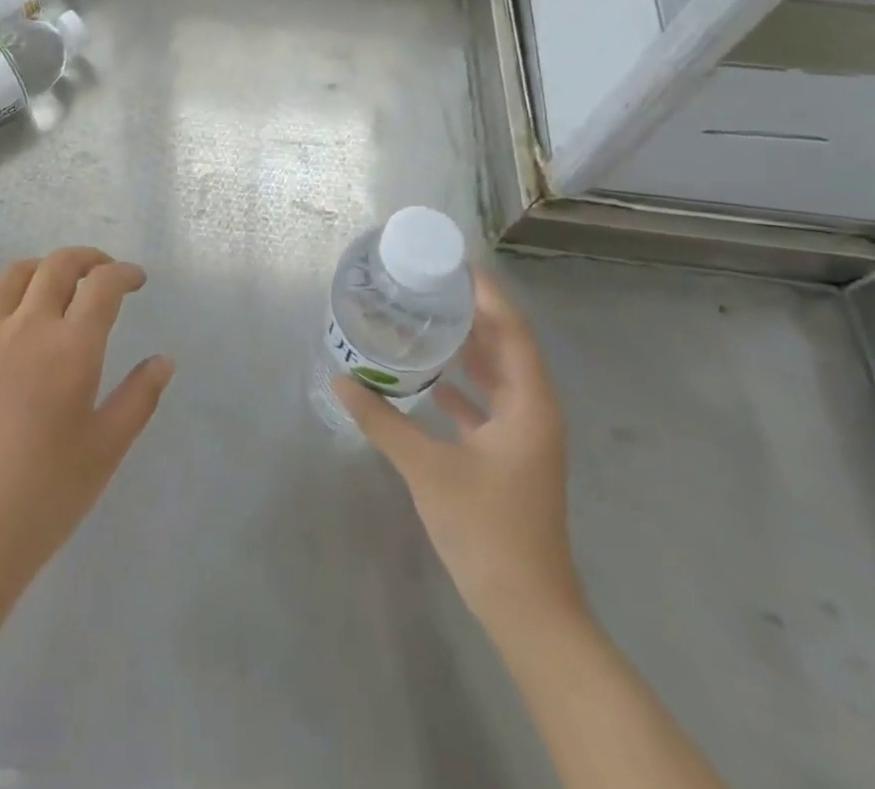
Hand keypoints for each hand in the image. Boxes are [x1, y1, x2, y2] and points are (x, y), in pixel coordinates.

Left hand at [0, 247, 174, 607]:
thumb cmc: (43, 499)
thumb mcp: (105, 451)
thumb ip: (139, 398)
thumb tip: (164, 359)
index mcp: (71, 348)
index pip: (103, 286)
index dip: (123, 273)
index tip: (135, 280)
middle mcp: (25, 327)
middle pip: (57, 266)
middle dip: (86, 259)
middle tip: (100, 271)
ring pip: (10, 277)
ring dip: (39, 270)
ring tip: (50, 285)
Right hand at [335, 268, 582, 632]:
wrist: (528, 611)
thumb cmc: (487, 531)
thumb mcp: (428, 469)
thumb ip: (383, 421)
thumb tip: (341, 379)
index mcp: (529, 405)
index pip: (512, 330)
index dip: (488, 294)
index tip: (453, 263)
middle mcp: (533, 411)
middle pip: (506, 347)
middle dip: (472, 314)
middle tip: (428, 284)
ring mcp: (524, 436)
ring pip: (496, 376)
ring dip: (466, 348)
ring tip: (423, 317)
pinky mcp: (509, 456)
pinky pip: (486, 403)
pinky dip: (460, 384)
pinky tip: (425, 376)